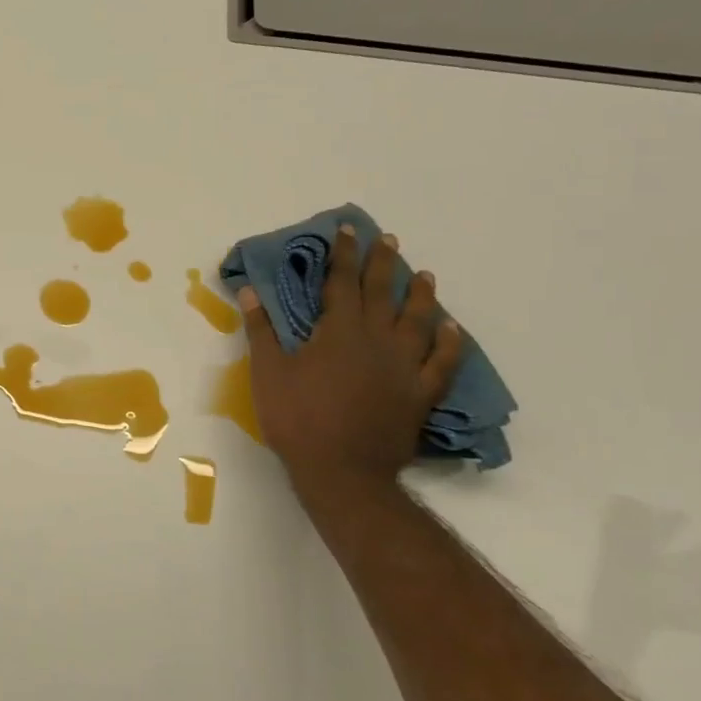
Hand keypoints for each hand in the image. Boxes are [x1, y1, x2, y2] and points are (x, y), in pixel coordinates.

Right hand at [238, 226, 463, 488]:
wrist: (342, 471)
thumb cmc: (298, 418)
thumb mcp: (268, 372)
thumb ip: (261, 330)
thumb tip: (249, 291)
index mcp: (340, 331)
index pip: (343, 281)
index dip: (344, 253)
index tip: (348, 229)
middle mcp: (377, 340)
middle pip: (383, 292)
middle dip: (382, 263)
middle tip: (387, 240)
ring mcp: (404, 367)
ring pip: (418, 321)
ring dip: (421, 295)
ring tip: (424, 275)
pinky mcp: (420, 394)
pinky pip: (442, 362)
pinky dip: (449, 343)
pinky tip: (451, 329)